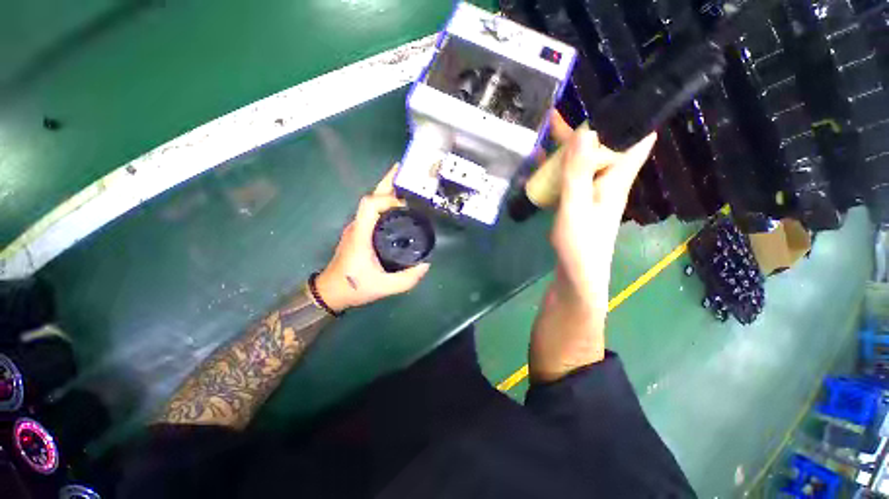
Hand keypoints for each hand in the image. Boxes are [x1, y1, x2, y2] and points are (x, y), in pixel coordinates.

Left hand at [315, 166, 430, 311]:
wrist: (331, 292)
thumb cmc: (354, 288)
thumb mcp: (384, 287)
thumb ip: (408, 279)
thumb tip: (426, 264)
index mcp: (361, 234)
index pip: (370, 204)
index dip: (387, 198)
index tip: (407, 204)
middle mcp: (357, 226)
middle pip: (371, 197)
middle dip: (387, 182)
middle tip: (405, 172)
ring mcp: (357, 227)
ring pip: (371, 202)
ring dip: (387, 192)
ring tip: (407, 187)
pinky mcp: (359, 232)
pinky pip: (373, 212)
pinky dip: (386, 204)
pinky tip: (399, 208)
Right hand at [548, 112, 656, 306]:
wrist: (576, 275)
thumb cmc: (579, 244)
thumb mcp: (576, 206)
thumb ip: (579, 172)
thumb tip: (586, 131)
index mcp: (615, 179)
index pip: (636, 139)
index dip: (632, 115)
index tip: (616, 92)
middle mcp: (607, 182)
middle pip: (602, 148)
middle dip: (586, 128)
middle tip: (558, 111)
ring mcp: (591, 193)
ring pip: (584, 162)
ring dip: (569, 147)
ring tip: (546, 132)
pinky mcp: (577, 203)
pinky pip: (571, 177)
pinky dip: (559, 167)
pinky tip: (541, 165)